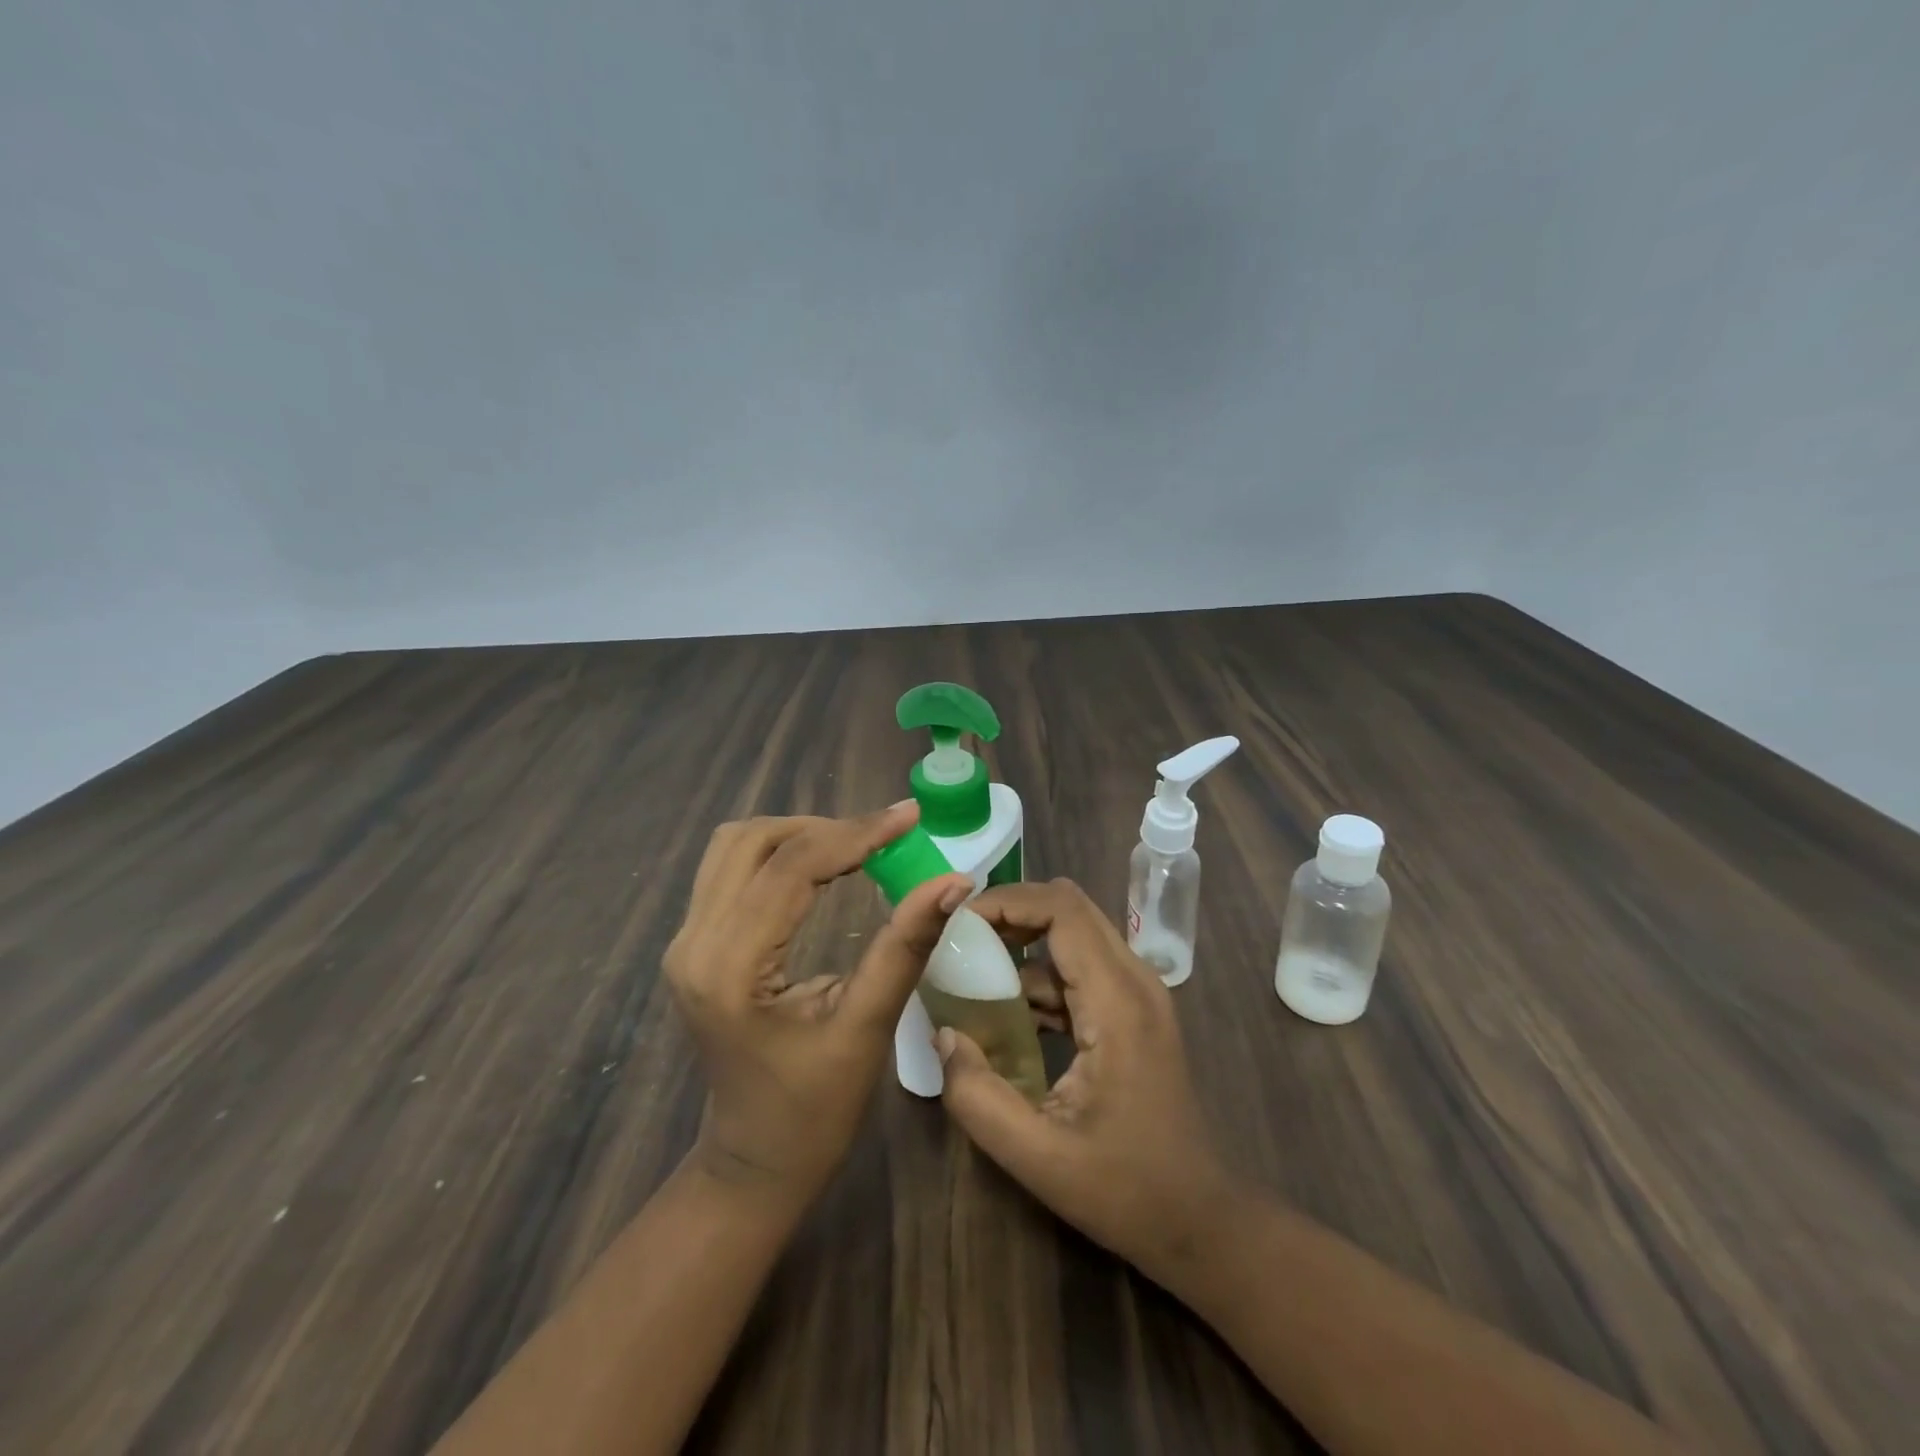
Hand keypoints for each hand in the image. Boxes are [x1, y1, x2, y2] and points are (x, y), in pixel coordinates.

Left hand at [664, 803, 970, 1204]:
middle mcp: (693, 943)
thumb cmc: (813, 1113)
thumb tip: (954, 881)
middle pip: (754, 842)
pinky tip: (821, 864)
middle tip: (886, 837)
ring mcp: (685, 941)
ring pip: (735, 846)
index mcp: (729, 968)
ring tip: (857, 846)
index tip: (910, 816)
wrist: (752, 1163)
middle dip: (826, 828)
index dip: (857, 833)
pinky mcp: (694, 943)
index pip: (791, 867)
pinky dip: (779, 853)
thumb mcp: (866, 1028)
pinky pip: (730, 869)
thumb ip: (905, 947)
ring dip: (798, 834)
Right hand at [935, 878, 1240, 1285]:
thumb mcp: (1037, 1155)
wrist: (1200, 1220)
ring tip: (970, 974)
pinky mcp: (1133, 1010)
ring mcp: (1138, 993)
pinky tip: (1005, 1014)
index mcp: (1118, 1003)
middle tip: (959, 941)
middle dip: (1010, 912)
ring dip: (1022, 942)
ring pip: (1074, 932)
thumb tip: (944, 1034)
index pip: (1062, 910)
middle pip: (1068, 907)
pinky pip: (1080, 967)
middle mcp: (1134, 980)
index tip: (958, 925)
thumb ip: (978, 1096)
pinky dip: (1040, 974)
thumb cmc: (1125, 1190)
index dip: (1007, 902)